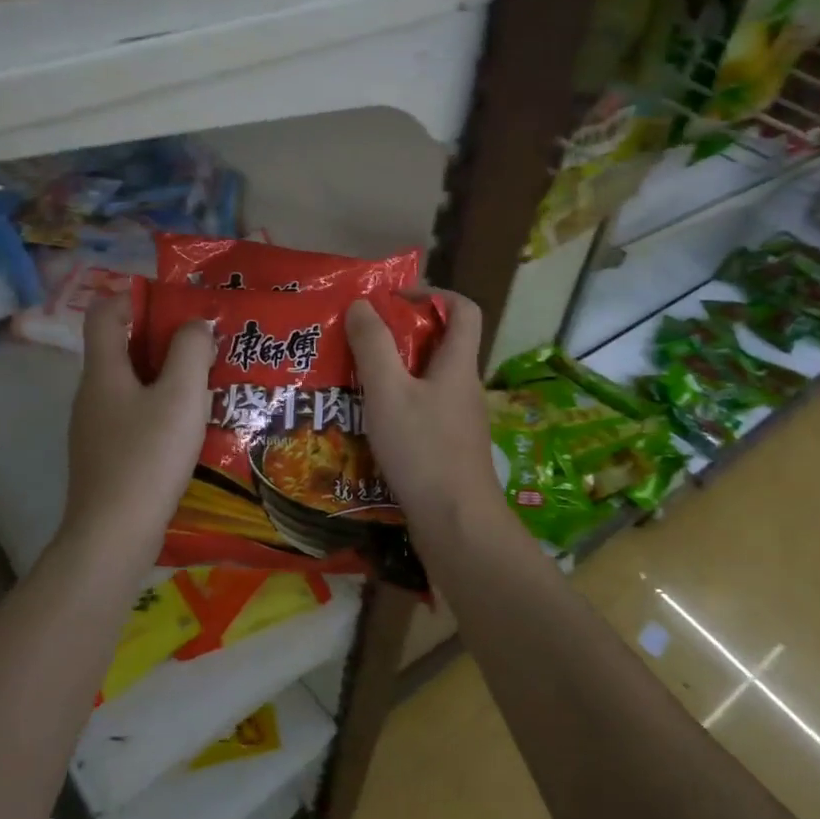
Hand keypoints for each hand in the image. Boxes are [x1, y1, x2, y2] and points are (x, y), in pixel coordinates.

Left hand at [62, 292, 214, 561]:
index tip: (177, 305)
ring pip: (132, 385)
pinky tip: (191, 428)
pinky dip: (161, 410)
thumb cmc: (147, 457)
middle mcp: (92, 394)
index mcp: (103, 371)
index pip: (105, 312)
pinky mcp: (107, 457)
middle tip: (206, 345)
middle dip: (164, 340)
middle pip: (123, 348)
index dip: (136, 298)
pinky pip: (135, 416)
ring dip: (167, 378)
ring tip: (209, 384)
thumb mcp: (180, 395)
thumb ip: (190, 350)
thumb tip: (194, 324)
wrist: (113, 536)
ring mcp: (96, 428)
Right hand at [345, 290, 499, 537]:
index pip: (463, 309)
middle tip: (361, 339)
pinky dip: (398, 404)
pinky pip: (424, 410)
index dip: (433, 294)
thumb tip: (363, 304)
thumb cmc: (423, 449)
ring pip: (429, 380)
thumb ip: (373, 345)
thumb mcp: (388, 391)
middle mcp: (464, 386)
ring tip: (355, 377)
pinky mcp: (449, 447)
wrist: (457, 524)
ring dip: (396, 372)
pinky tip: (369, 420)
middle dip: (402, 334)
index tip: (394, 300)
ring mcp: (459, 420)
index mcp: (458, 364)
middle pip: (441, 343)